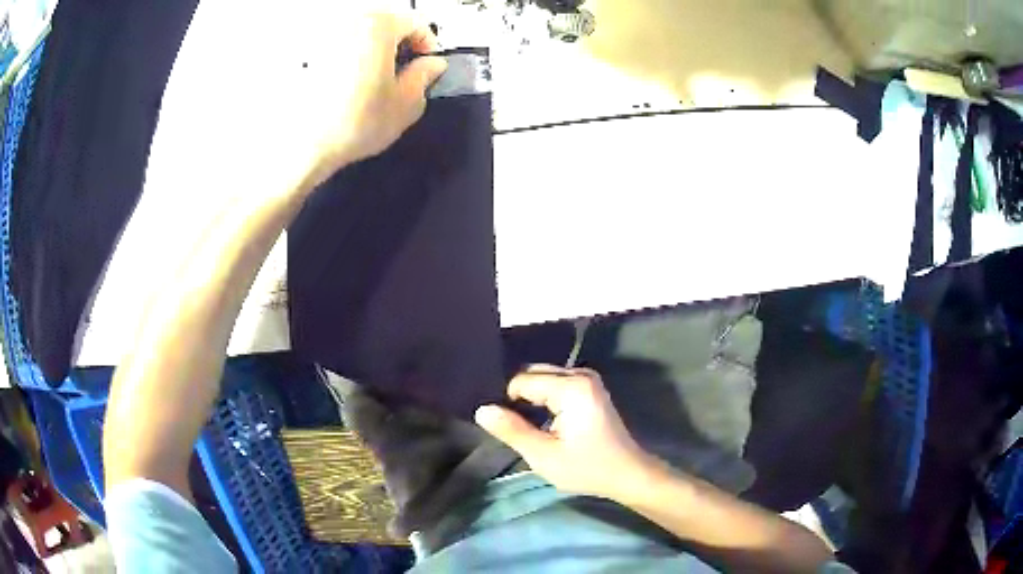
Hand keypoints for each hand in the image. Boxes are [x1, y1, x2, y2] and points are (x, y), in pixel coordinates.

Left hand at [150, 1, 447, 203]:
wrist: (264, 156)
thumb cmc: (331, 133)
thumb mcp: (396, 114)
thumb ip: (422, 84)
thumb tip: (429, 69)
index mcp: (372, 20)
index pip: (416, 26)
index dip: (422, 53)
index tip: (418, 75)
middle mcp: (335, 14)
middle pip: (377, 27)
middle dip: (385, 56)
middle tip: (380, 91)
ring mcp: (300, 31)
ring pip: (339, 39)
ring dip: (350, 63)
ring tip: (341, 101)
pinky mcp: (273, 52)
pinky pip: (308, 53)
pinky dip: (316, 71)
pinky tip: (311, 99)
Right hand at [475, 365, 658, 499]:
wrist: (627, 474)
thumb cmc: (586, 467)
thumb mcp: (543, 455)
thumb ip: (511, 430)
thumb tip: (482, 409)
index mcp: (571, 386)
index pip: (521, 381)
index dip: (506, 402)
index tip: (505, 426)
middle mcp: (580, 374)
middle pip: (533, 374)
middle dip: (518, 397)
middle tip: (511, 426)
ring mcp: (587, 379)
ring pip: (543, 379)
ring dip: (530, 399)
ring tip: (523, 425)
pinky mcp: (590, 388)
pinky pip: (556, 384)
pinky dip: (544, 399)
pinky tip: (541, 421)